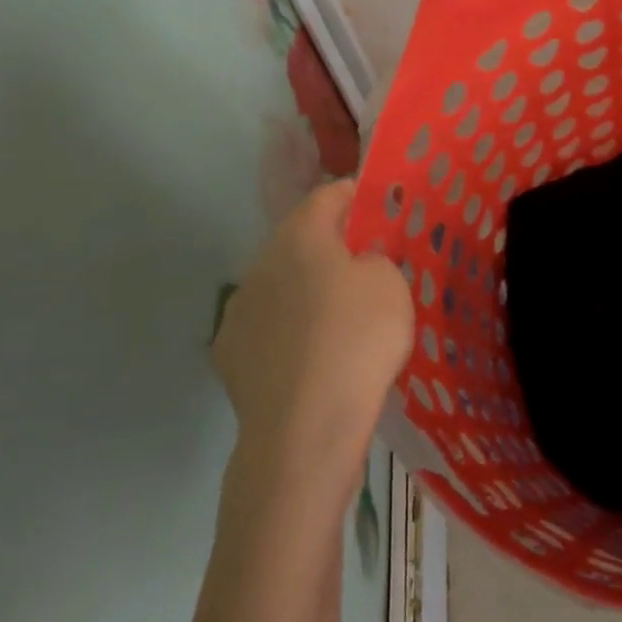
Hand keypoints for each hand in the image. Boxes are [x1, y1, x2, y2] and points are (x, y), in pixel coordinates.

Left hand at [212, 180, 413, 483]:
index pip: (328, 195)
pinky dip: (290, 329)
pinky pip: (268, 326)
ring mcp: (238, 312)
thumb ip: (376, 259)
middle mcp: (260, 265)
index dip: (357, 194)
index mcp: (301, 238)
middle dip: (332, 245)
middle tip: (368, 263)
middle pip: (300, 240)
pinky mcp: (230, 355)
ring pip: (281, 284)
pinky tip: (312, 354)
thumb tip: (359, 263)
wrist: (305, 427)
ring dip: (308, 288)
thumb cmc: (358, 340)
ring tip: (341, 314)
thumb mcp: (391, 284)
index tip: (380, 204)